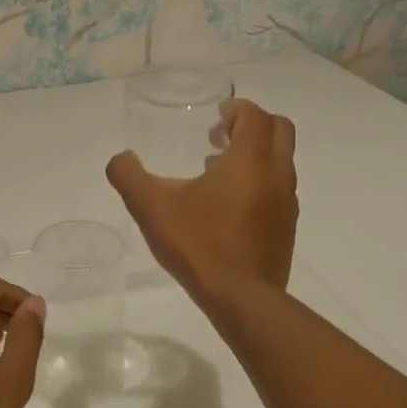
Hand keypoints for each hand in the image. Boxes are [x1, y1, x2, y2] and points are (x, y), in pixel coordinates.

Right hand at [107, 98, 297, 308]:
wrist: (241, 298)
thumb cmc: (199, 244)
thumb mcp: (152, 208)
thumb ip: (130, 177)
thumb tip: (120, 159)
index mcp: (250, 160)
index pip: (255, 116)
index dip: (237, 109)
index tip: (216, 115)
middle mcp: (276, 175)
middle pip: (280, 131)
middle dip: (253, 125)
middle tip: (221, 136)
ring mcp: (287, 204)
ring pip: (281, 162)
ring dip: (255, 155)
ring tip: (217, 170)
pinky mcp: (287, 229)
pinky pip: (278, 190)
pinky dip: (259, 182)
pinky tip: (227, 206)